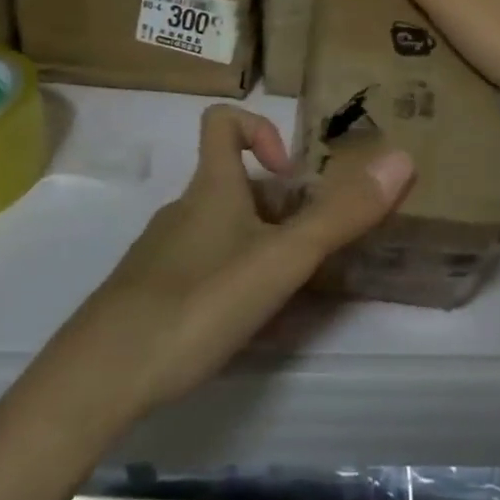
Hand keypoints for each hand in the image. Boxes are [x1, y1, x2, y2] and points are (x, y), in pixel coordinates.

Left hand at [34, 105, 413, 426]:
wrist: (98, 378)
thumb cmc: (195, 302)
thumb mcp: (279, 260)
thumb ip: (340, 216)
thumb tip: (401, 158)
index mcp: (211, 188)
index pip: (221, 121)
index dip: (259, 129)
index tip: (291, 172)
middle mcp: (183, 209)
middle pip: (233, 184)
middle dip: (277, 208)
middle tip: (308, 250)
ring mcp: (161, 253)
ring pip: (218, 230)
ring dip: (256, 247)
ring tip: (284, 292)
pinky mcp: (147, 294)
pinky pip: (198, 268)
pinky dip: (228, 280)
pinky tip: (240, 325)